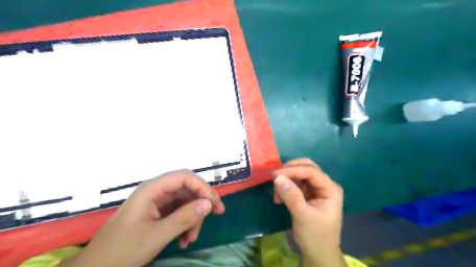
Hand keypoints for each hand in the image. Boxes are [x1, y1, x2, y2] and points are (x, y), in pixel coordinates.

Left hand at [58, 170, 225, 266]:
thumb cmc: (123, 250)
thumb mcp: (157, 235)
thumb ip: (185, 218)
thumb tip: (209, 204)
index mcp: (153, 189)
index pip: (185, 177)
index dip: (203, 187)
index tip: (215, 203)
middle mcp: (156, 191)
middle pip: (187, 188)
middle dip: (201, 202)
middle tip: (217, 214)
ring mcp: (156, 202)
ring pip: (184, 201)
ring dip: (193, 217)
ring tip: (191, 239)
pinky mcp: (157, 212)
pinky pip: (178, 212)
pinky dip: (185, 223)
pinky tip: (184, 240)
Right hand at [274, 160, 348, 265]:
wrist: (318, 254)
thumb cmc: (315, 237)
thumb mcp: (303, 216)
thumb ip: (292, 196)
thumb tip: (277, 177)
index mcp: (330, 189)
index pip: (311, 171)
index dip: (292, 170)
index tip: (275, 175)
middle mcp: (325, 185)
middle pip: (306, 168)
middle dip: (289, 171)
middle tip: (275, 178)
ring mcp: (316, 189)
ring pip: (299, 174)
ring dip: (286, 180)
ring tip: (276, 195)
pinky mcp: (308, 194)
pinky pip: (295, 183)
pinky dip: (286, 187)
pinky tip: (279, 197)